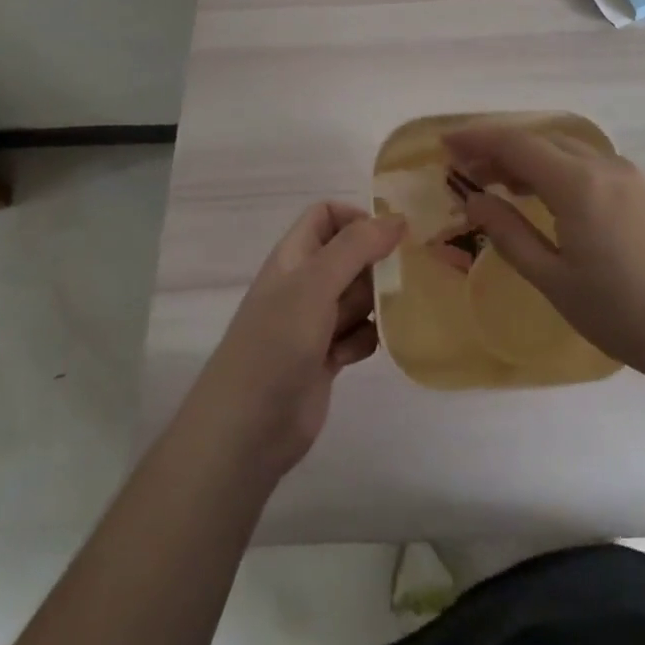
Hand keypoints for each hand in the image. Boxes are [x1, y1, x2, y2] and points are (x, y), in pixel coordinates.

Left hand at [187, 202, 403, 480]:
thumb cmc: (277, 342)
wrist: (247, 428)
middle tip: (396, 280)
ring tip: (380, 319)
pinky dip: (364, 340)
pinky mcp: (326, 358)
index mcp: (294, 256)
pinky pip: (359, 334)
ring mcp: (314, 322)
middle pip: (350, 256)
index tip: (388, 237)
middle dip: (375, 265)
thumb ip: (357, 246)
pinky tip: (355, 354)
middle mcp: (304, 284)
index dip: (356, 219)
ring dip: (375, 305)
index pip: (326, 216)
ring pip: (359, 296)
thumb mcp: (315, 283)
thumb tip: (397, 218)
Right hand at [447, 125, 644, 385]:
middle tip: (467, 169)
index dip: (476, 138)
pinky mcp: (644, 190)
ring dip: (529, 157)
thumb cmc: (624, 314)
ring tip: (500, 184)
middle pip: (540, 138)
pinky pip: (588, 163)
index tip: (445, 143)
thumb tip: (474, 198)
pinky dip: (557, 168)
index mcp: (577, 184)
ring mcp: (629, 175)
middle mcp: (603, 165)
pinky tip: (547, 197)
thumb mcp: (555, 281)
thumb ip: (509, 234)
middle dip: (499, 147)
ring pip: (566, 148)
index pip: (516, 143)